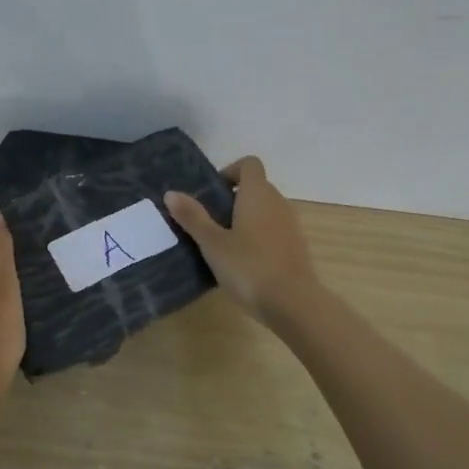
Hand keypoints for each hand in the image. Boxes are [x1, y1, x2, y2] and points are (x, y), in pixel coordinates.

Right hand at [165, 157, 318, 323]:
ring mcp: (291, 225)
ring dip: (246, 220)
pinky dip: (259, 237)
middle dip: (233, 199)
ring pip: (266, 210)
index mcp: (258, 194)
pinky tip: (244, 263)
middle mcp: (278, 202)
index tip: (212, 194)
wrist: (293, 303)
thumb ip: (193, 217)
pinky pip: (274, 231)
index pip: (249, 164)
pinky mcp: (297, 247)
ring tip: (224, 246)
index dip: (230, 172)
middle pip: (256, 187)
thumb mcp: (213, 243)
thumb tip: (171, 193)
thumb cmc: (249, 267)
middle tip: (210, 224)